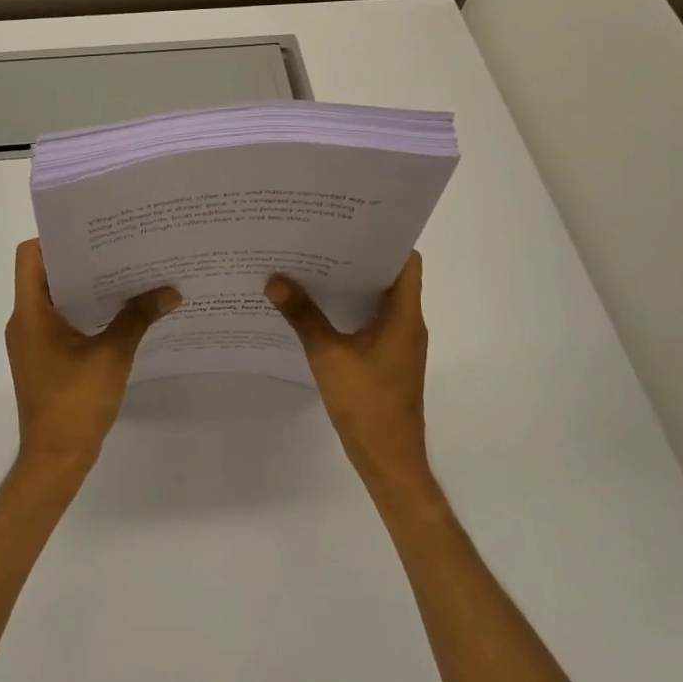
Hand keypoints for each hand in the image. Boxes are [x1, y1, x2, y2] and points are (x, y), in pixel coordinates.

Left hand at [5, 239, 179, 470]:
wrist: (55, 459)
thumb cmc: (75, 403)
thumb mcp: (112, 356)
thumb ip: (138, 318)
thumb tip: (171, 292)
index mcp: (30, 313)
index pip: (31, 256)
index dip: (57, 239)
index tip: (94, 233)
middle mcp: (24, 321)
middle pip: (46, 273)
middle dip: (82, 259)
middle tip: (121, 247)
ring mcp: (32, 340)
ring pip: (55, 297)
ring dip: (86, 286)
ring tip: (126, 272)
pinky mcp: (44, 356)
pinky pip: (61, 319)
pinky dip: (85, 310)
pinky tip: (120, 310)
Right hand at [267, 252, 431, 494]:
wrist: (388, 459)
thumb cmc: (366, 403)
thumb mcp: (328, 356)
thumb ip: (303, 316)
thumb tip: (275, 281)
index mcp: (404, 316)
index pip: (406, 262)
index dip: (384, 239)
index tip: (352, 223)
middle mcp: (407, 323)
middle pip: (390, 277)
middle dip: (359, 257)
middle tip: (322, 237)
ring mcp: (399, 343)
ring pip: (379, 300)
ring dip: (353, 283)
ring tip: (315, 264)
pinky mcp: (388, 358)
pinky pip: (371, 321)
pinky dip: (350, 308)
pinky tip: (319, 306)